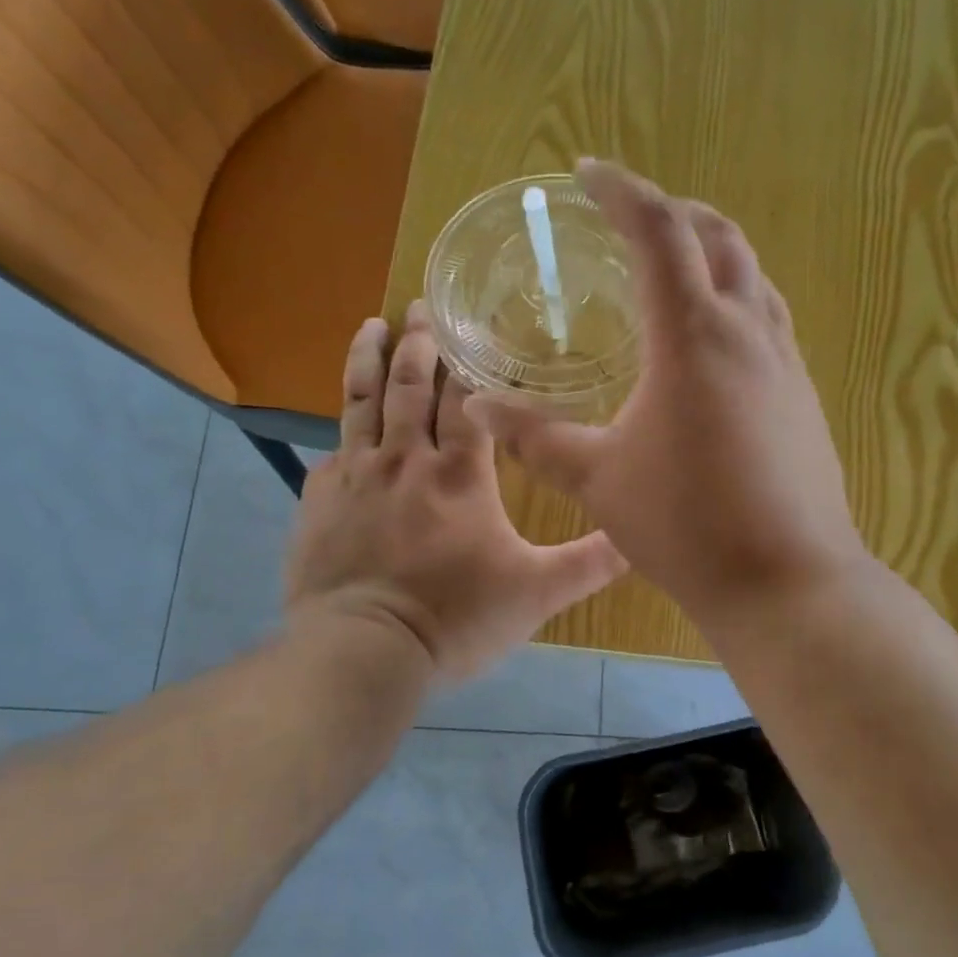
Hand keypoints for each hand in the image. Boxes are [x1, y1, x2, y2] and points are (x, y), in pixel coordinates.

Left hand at [286, 304, 627, 680]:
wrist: (364, 650)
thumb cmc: (457, 617)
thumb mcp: (537, 592)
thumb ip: (589, 562)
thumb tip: (639, 539)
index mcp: (459, 472)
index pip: (466, 399)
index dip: (469, 362)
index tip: (470, 327)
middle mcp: (405, 459)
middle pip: (409, 384)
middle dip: (417, 342)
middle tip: (419, 306)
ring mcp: (354, 476)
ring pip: (360, 401)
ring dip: (367, 359)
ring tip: (371, 325)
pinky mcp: (318, 501)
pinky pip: (332, 452)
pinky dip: (342, 432)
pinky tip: (344, 429)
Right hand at [465, 159, 868, 629]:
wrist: (786, 580)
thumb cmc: (686, 525)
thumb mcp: (598, 479)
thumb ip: (535, 437)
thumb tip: (478, 404)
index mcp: (694, 334)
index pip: (659, 230)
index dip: (621, 190)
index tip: (588, 173)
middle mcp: (749, 331)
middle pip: (720, 238)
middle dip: (675, 214)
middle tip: (632, 220)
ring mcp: (787, 365)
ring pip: (754, 279)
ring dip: (714, 257)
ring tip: (674, 272)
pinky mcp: (805, 399)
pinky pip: (771, 324)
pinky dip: (738, 305)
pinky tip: (713, 348)